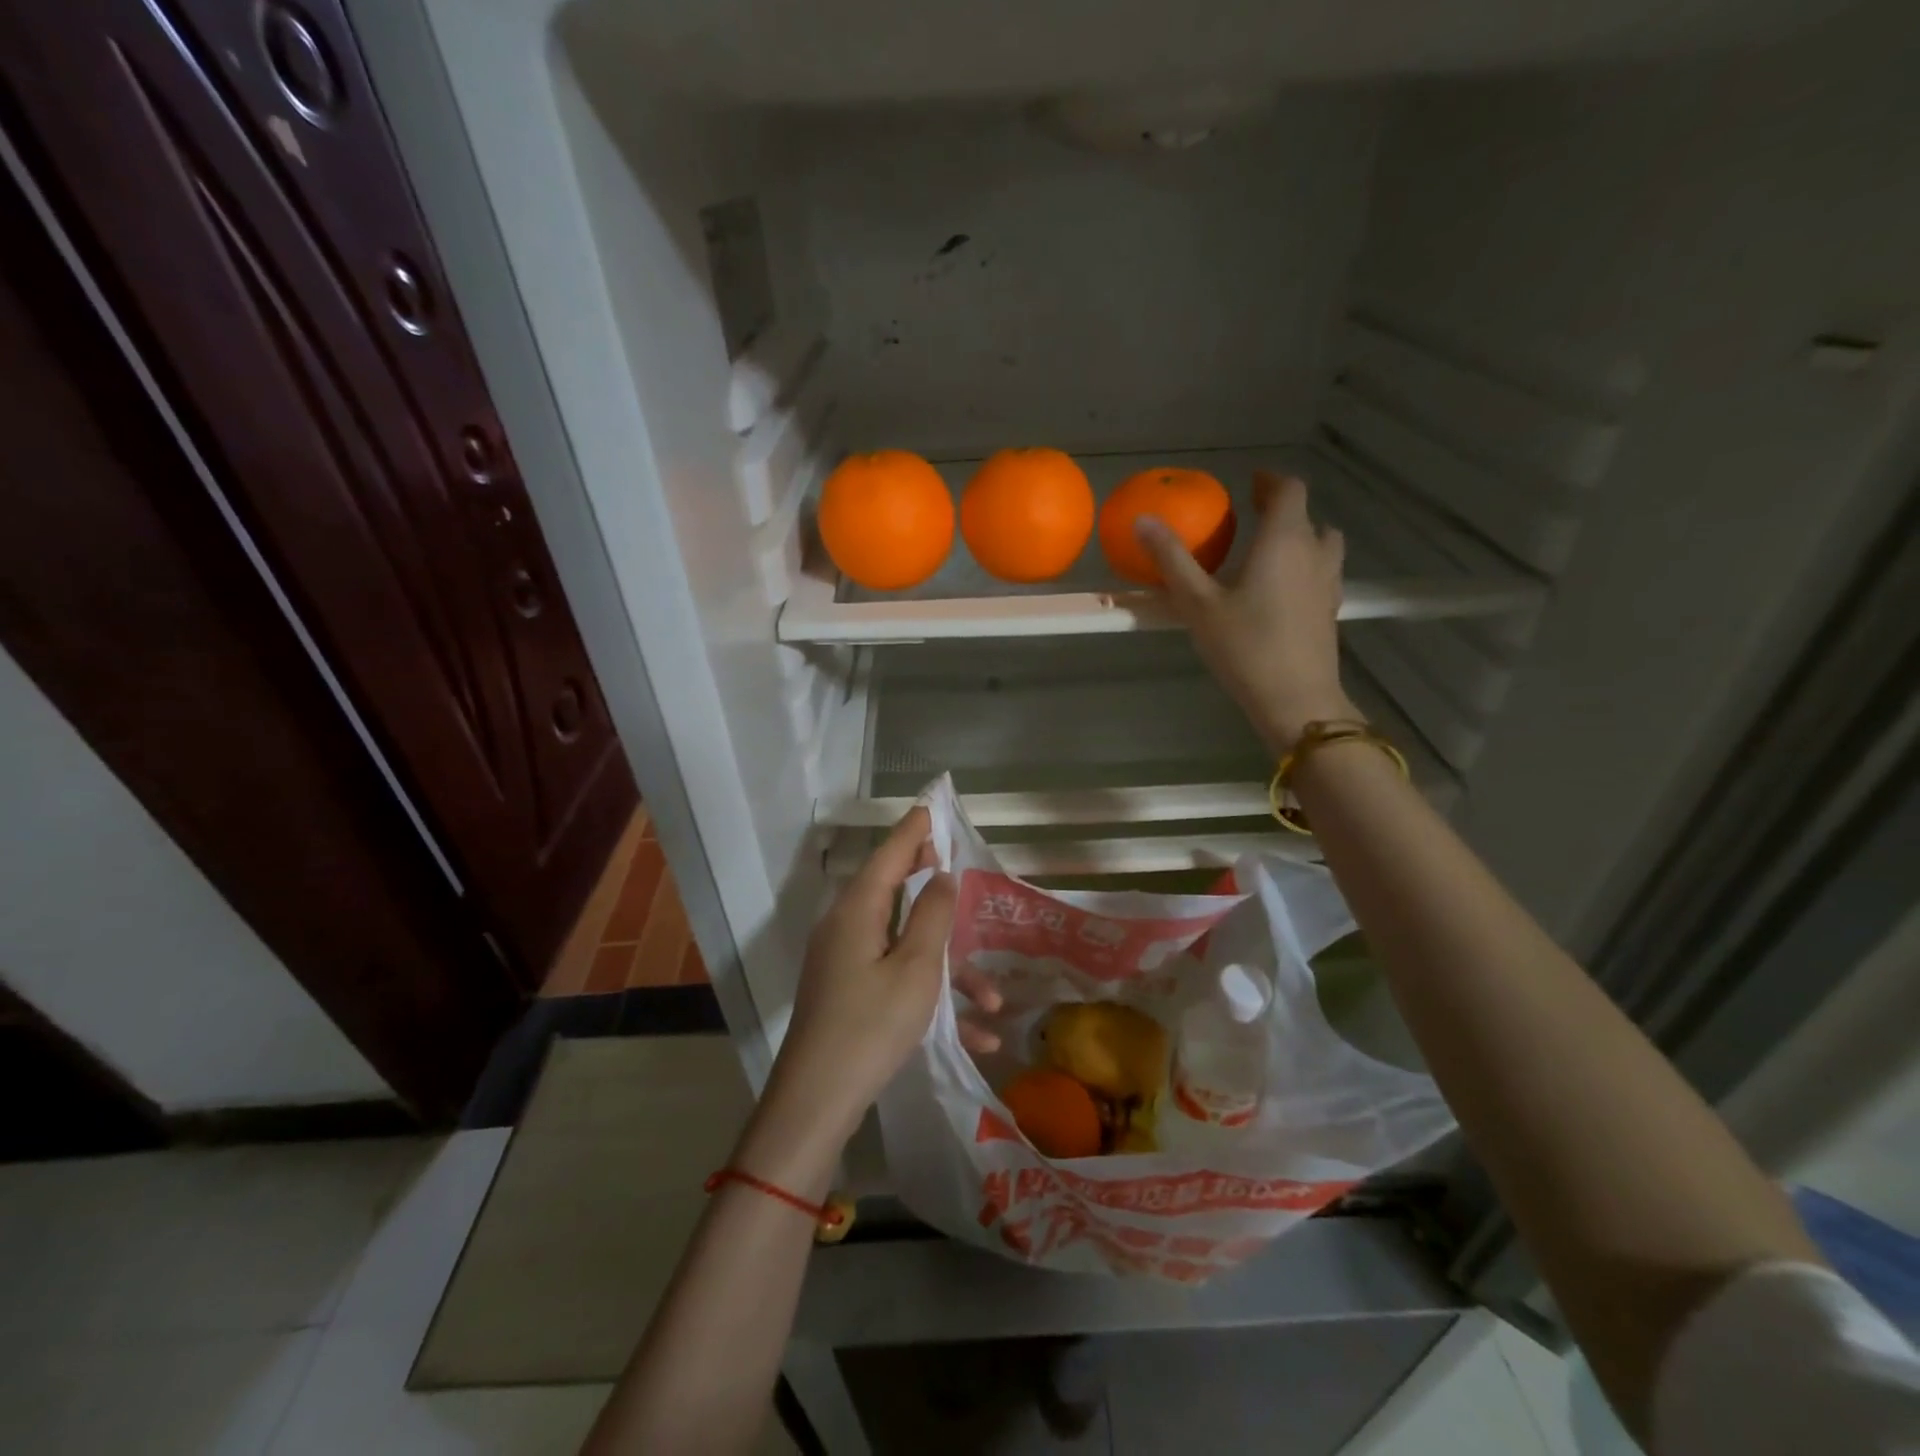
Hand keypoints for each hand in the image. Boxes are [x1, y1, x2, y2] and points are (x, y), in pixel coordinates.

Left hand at [752, 808, 957, 1167]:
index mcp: (857, 910)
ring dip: (950, 971)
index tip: (933, 809)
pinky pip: (896, 981)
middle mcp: (847, 927)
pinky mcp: (849, 995)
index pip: (889, 854)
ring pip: (906, 947)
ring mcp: (845, 963)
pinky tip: (974, 1036)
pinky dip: (932, 999)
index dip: (914, 831)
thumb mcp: (915, 968)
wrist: (817, 1102)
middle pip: (896, 894)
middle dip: (937, 894)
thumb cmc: (871, 1025)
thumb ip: (933, 916)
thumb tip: (941, 876)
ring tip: (992, 1002)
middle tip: (964, 878)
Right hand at [1136, 471, 1357, 751]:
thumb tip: (1143, 520)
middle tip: (1250, 516)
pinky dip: (1304, 565)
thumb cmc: (1244, 646)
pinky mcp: (1330, 609)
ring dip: (1299, 535)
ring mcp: (1328, 582)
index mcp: (1284, 540)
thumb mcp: (1197, 603)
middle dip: (1279, 508)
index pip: (1289, 490)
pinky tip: (1279, 589)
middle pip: (1306, 515)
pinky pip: (1322, 570)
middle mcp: (1314, 552)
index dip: (1270, 481)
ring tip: (1268, 550)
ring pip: (1322, 542)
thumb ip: (1172, 559)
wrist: (1295, 699)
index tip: (1249, 484)